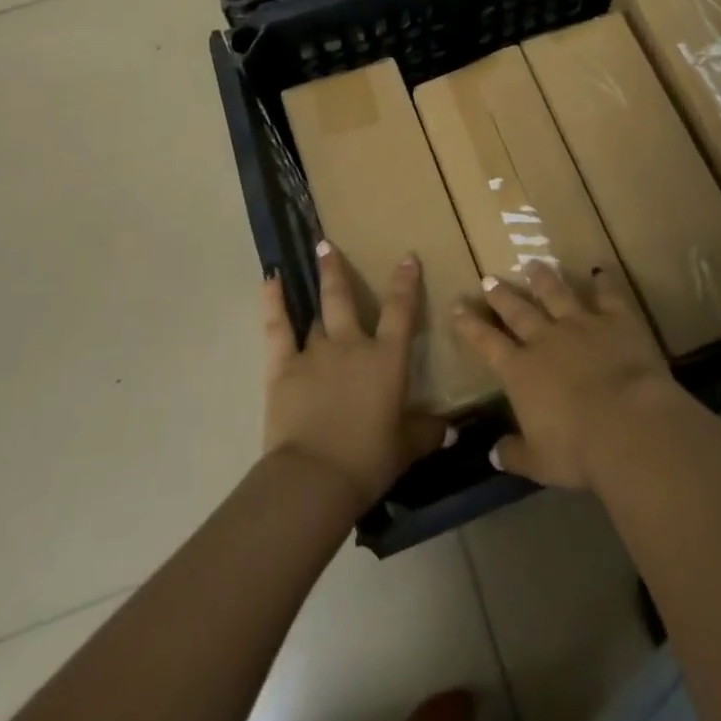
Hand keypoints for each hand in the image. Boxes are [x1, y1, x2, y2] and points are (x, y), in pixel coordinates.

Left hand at [262, 243, 448, 510]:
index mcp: (387, 359)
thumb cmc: (368, 460)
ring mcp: (315, 352)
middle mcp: (352, 345)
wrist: (316, 477)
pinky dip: (273, 302)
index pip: (400, 311)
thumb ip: (427, 432)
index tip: (407, 257)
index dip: (405, 283)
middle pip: (345, 299)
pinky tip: (270, 279)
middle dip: (338, 270)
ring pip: (317, 312)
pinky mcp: (283, 366)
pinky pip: (277, 327)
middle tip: (328, 244)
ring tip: (315, 259)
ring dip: (317, 287)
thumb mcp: (406, 448)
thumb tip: (450, 429)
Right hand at [451, 262, 681, 489]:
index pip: (487, 343)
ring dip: (544, 278)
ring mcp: (581, 324)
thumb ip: (515, 454)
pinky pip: (608, 295)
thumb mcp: (540, 463)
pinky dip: (604, 282)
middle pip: (518, 311)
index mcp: (521, 372)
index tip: (457, 305)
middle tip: (489, 279)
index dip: (470, 325)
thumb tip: (493, 453)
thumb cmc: (578, 451)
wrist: (629, 425)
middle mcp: (546, 340)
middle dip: (502, 295)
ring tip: (533, 263)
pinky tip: (601, 271)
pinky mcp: (617, 320)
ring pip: (557, 293)